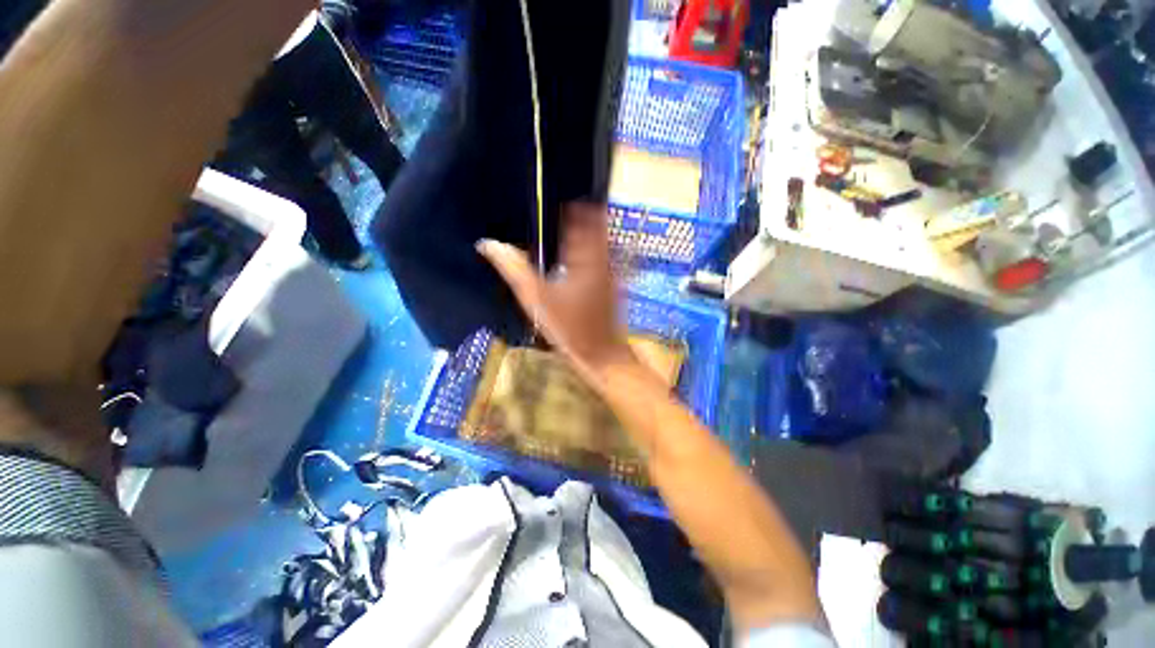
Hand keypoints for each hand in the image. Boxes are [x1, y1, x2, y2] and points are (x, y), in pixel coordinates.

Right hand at [477, 203, 635, 382]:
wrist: (600, 354)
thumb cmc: (570, 328)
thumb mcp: (537, 299)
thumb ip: (513, 269)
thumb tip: (487, 243)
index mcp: (588, 254)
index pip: (583, 212)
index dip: (569, 197)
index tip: (549, 189)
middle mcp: (602, 255)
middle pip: (590, 221)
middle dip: (572, 209)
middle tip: (546, 202)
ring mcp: (608, 268)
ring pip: (593, 237)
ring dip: (576, 228)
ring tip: (551, 222)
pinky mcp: (607, 281)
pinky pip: (594, 253)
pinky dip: (580, 246)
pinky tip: (562, 252)